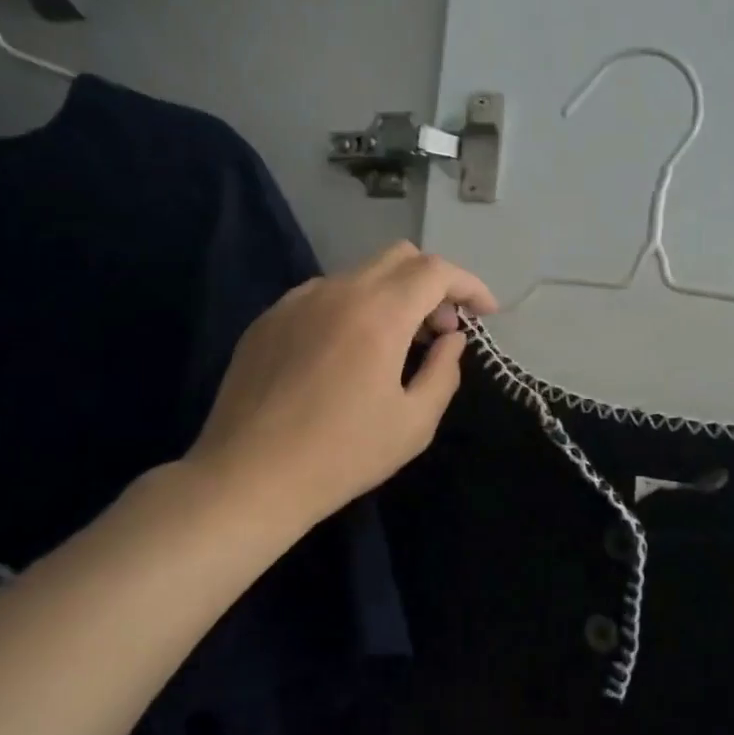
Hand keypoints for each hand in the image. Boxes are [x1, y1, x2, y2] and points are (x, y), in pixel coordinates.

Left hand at [182, 242, 497, 530]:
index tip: (485, 313)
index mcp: (378, 314)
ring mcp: (296, 301)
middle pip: (399, 257)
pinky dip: (354, 308)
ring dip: (393, 296)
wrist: (248, 477)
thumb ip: (444, 372)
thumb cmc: (342, 455)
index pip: (436, 271)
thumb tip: (451, 339)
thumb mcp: (414, 423)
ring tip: (396, 345)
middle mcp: (337, 291)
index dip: (469, 285)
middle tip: (440, 330)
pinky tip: (348, 354)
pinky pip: (324, 295)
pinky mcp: (268, 319)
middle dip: (433, 284)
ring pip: (360, 274)